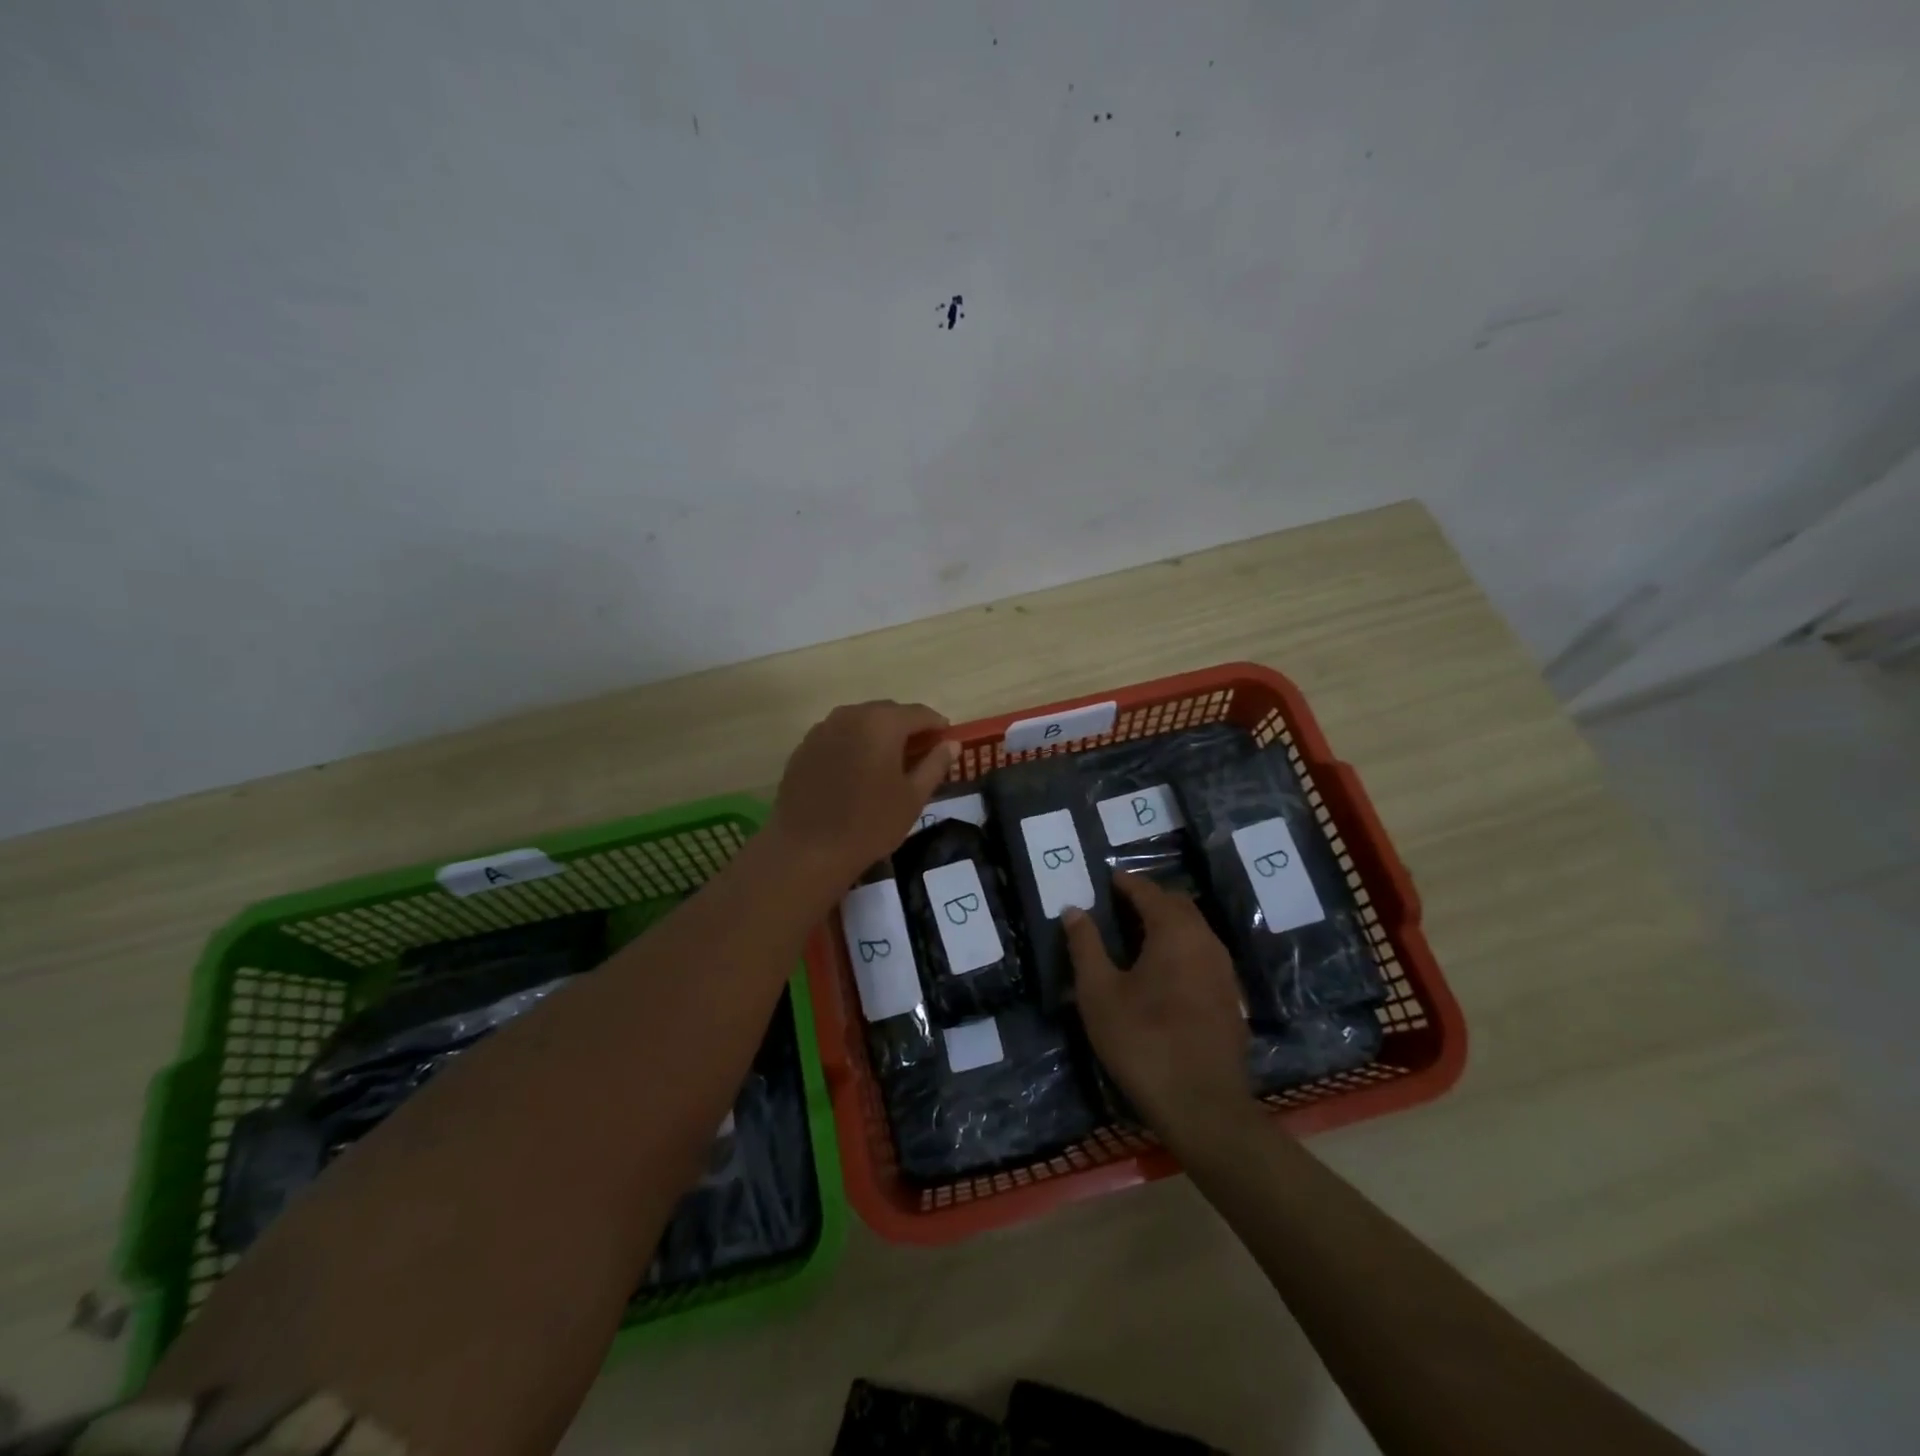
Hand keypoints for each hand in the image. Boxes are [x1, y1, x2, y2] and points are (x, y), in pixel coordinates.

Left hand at [768, 700, 958, 889]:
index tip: (947, 739)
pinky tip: (856, 771)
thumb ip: (935, 764)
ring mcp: (822, 729)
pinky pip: (837, 736)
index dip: (937, 724)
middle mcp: (851, 715)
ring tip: (888, 761)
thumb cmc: (870, 823)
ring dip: (878, 734)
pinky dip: (853, 745)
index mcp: (882, 723)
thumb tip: (951, 743)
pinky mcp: (804, 747)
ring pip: (860, 722)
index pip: (919, 713)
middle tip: (920, 752)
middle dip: (907, 727)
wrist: (807, 849)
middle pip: (887, 712)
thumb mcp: (913, 797)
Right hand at [1064, 873, 1252, 1144]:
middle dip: (1149, 898)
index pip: (1149, 891)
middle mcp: (1206, 941)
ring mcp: (1224, 971)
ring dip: (1167, 923)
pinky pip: (1204, 955)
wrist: (1203, 1106)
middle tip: (1118, 905)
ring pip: (1195, 930)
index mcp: (1175, 931)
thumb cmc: (1143, 1041)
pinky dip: (1182, 948)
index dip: (1125, 882)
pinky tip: (1163, 972)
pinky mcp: (1231, 998)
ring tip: (1136, 936)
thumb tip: (1074, 910)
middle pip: (1178, 904)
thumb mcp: (1099, 993)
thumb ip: (1085, 945)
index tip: (1106, 878)